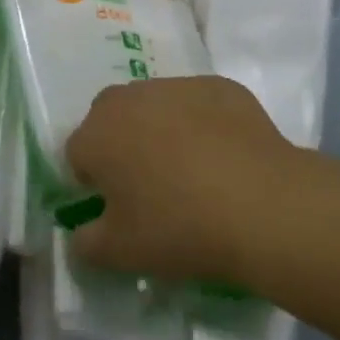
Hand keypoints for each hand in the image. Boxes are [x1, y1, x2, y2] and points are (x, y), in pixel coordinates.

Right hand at [64, 76, 307, 284]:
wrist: (262, 204)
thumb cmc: (179, 228)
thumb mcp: (119, 254)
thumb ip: (85, 243)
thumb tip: (81, 234)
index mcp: (97, 133)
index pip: (77, 154)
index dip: (93, 182)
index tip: (116, 208)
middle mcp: (131, 97)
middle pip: (112, 119)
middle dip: (121, 145)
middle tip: (149, 186)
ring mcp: (178, 86)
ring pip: (155, 106)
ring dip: (161, 129)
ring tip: (191, 171)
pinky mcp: (220, 86)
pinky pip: (198, 104)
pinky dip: (202, 124)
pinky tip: (224, 157)